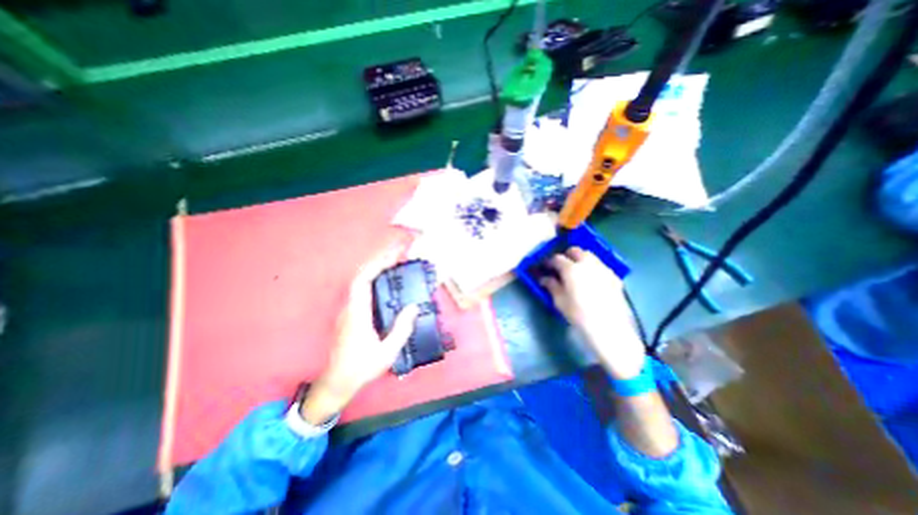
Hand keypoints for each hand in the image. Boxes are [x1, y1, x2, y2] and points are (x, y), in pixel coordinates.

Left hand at [302, 247, 418, 424]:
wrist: (336, 382)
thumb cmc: (361, 368)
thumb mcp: (386, 352)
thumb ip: (401, 329)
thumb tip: (414, 307)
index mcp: (357, 315)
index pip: (363, 281)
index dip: (377, 265)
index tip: (393, 255)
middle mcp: (350, 308)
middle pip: (361, 276)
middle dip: (378, 260)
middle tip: (397, 253)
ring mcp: (348, 310)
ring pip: (360, 281)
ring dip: (375, 268)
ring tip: (393, 262)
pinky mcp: (350, 314)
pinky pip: (361, 290)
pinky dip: (373, 278)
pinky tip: (385, 280)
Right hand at [543, 248, 642, 379]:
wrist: (611, 330)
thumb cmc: (580, 316)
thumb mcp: (560, 302)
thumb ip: (551, 286)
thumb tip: (544, 279)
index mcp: (572, 269)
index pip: (557, 258)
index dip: (549, 262)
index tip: (544, 267)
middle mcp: (588, 264)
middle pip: (575, 251)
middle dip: (566, 256)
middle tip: (560, 267)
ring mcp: (603, 269)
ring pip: (589, 256)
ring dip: (580, 259)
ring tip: (575, 272)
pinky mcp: (614, 277)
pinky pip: (600, 265)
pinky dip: (592, 267)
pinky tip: (590, 280)